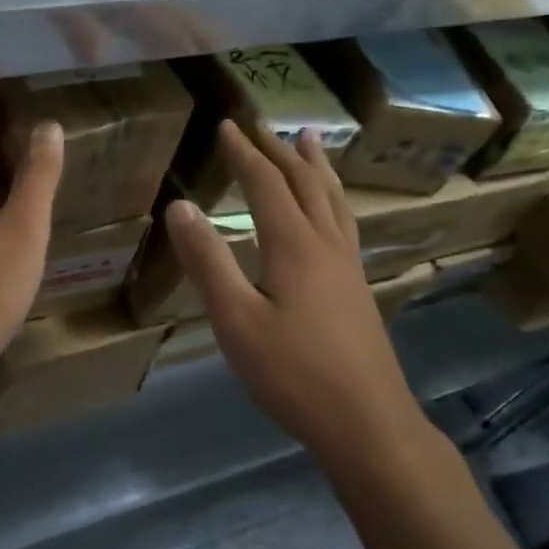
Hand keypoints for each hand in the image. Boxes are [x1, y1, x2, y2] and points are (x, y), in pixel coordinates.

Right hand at [165, 120, 427, 467]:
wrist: (368, 423)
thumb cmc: (293, 373)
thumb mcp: (235, 319)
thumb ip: (207, 260)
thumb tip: (179, 206)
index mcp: (293, 243)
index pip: (265, 182)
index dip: (243, 152)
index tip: (226, 125)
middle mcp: (325, 242)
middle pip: (303, 182)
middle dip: (278, 150)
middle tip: (261, 124)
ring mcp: (347, 264)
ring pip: (332, 198)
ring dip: (315, 165)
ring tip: (310, 139)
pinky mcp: (357, 286)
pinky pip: (343, 220)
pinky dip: (332, 196)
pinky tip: (331, 210)